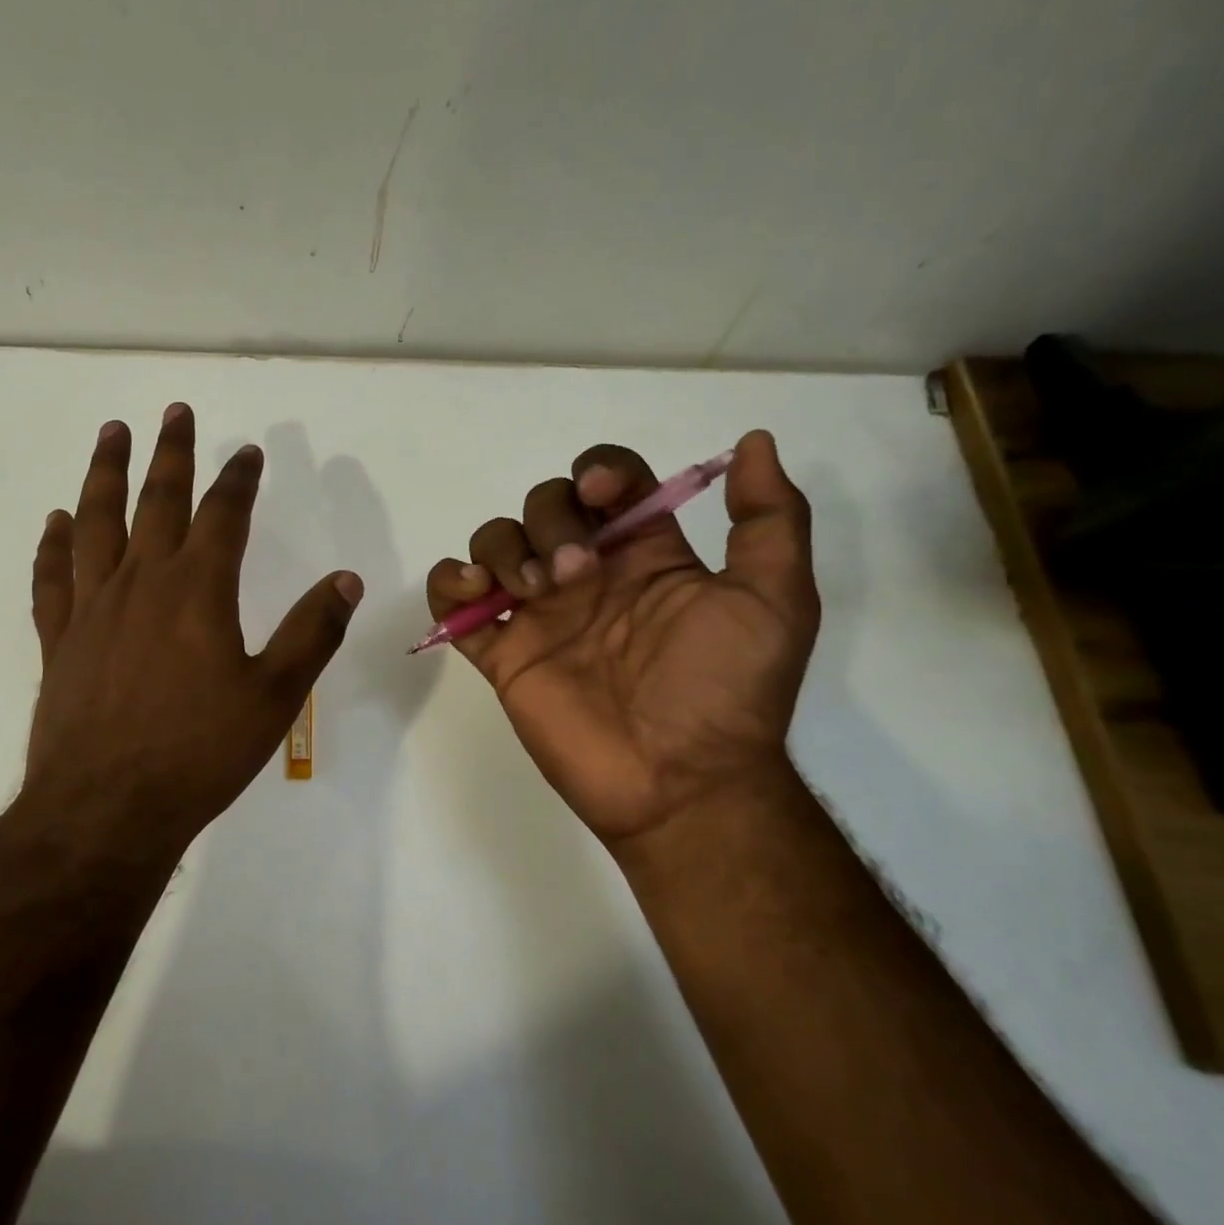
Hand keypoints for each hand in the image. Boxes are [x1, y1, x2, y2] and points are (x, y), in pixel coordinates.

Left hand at [25, 404, 362, 847]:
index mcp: (197, 591)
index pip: (223, 515)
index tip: (247, 452)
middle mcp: (142, 583)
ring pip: (96, 522)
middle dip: (170, 453)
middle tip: (174, 412)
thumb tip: (345, 580)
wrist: (108, 809)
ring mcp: (93, 608)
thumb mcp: (274, 697)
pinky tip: (55, 521)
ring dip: (105, 473)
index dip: (238, 479)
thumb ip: (310, 633)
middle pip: (157, 500)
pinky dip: (52, 544)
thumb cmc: (199, 753)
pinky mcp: (59, 640)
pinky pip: (52, 577)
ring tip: (111, 433)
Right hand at [425, 430, 817, 853]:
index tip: (601, 494)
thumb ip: (769, 520)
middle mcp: (587, 573)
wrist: (679, 782)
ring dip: (503, 549)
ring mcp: (539, 612)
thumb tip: (754, 442)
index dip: (599, 470)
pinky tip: (474, 593)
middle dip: (551, 522)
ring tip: (530, 593)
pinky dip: (448, 583)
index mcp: (644, 553)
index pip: (609, 481)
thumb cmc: (725, 690)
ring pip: (495, 541)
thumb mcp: (775, 600)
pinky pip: (451, 600)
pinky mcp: (500, 651)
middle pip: (544, 504)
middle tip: (575, 575)